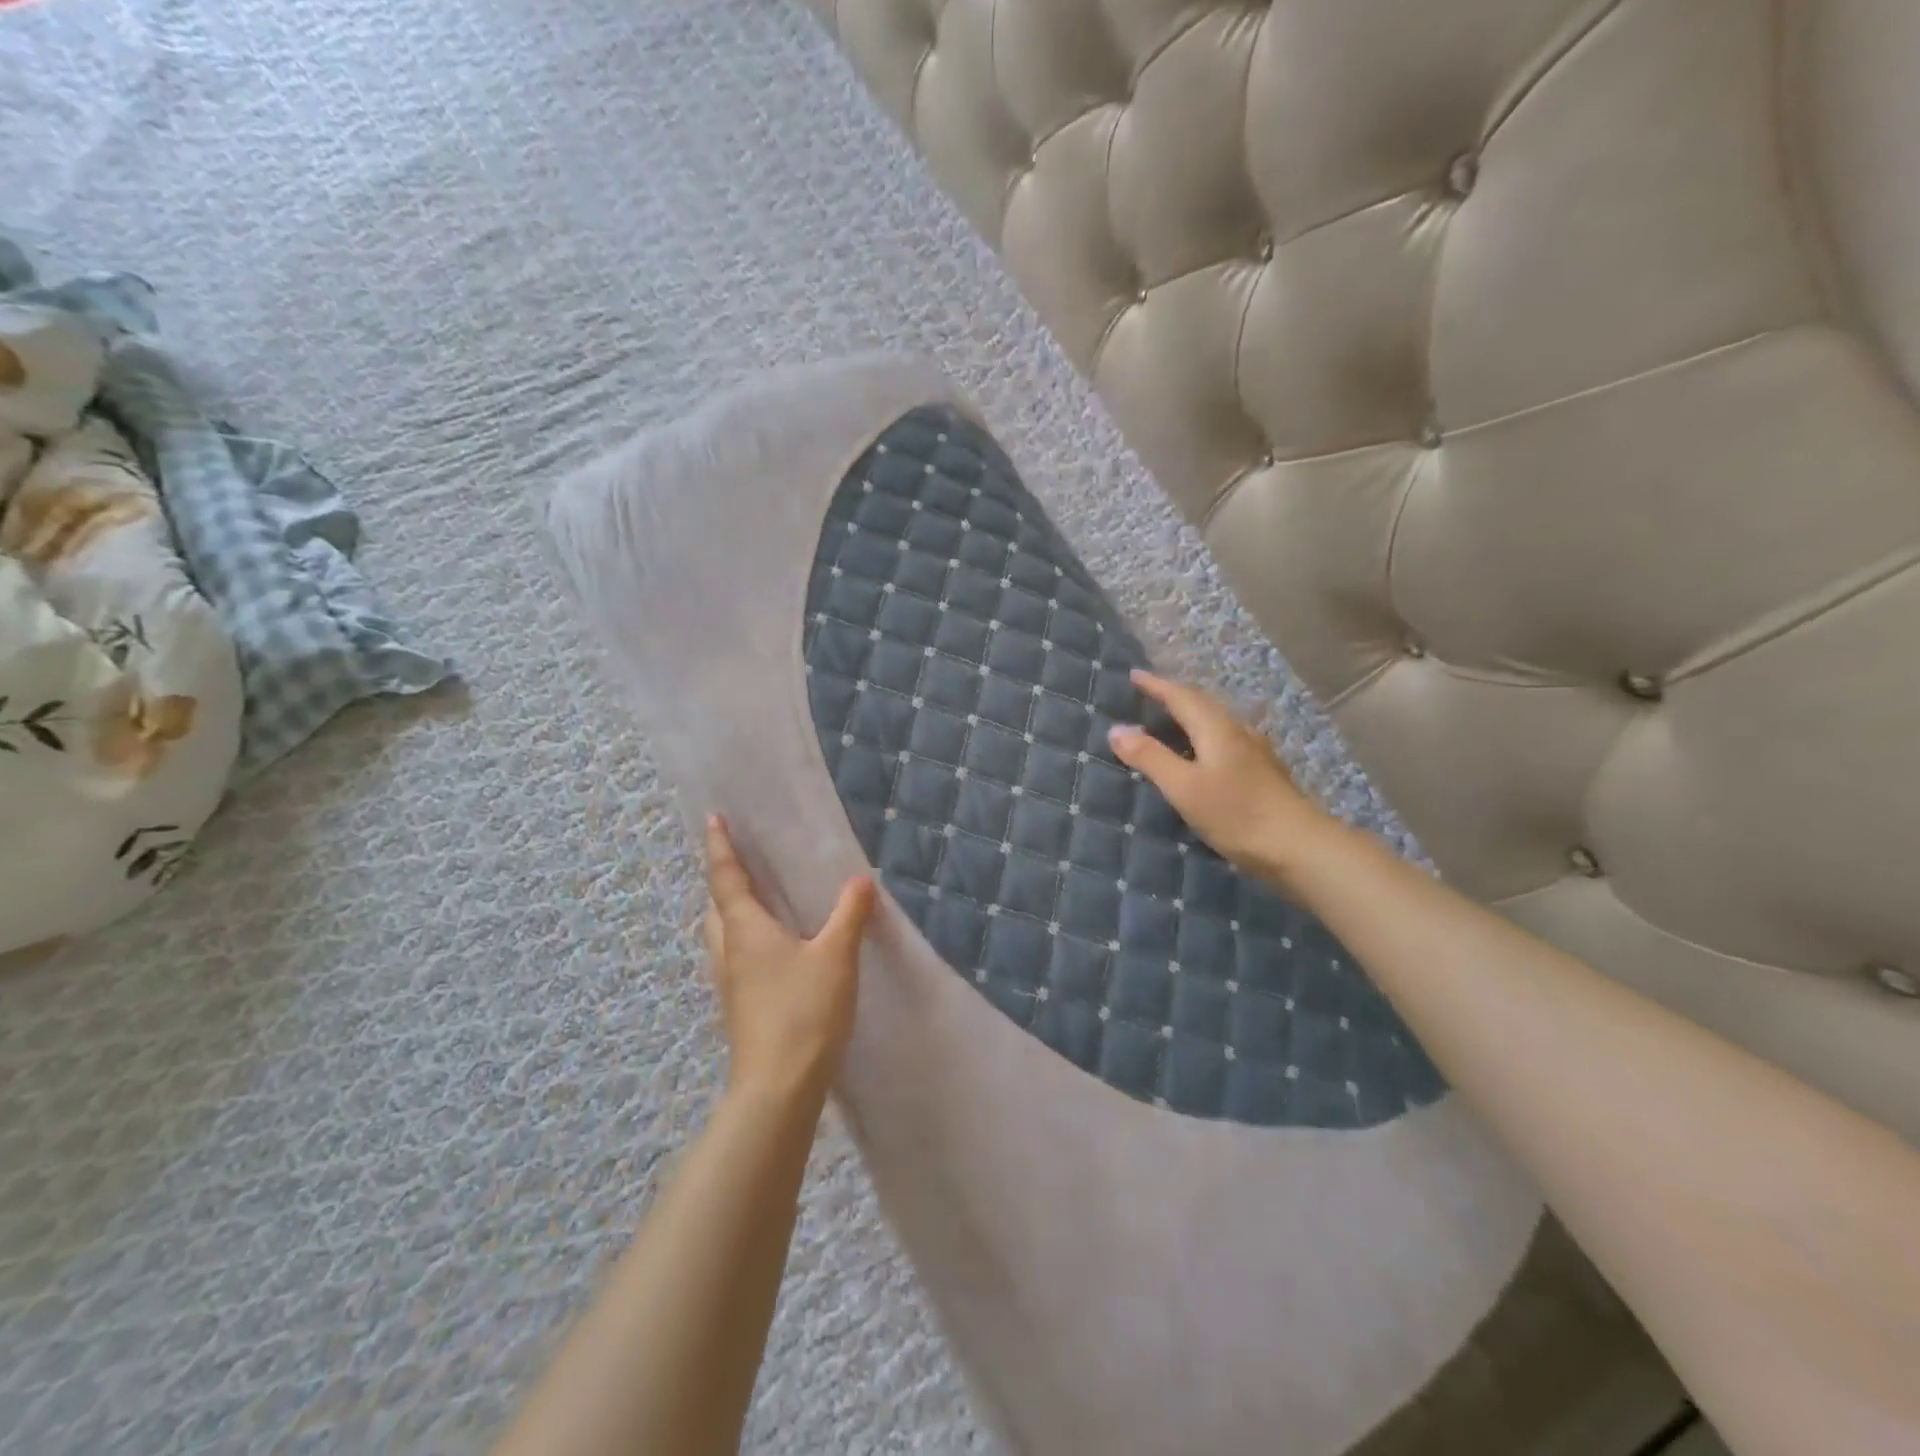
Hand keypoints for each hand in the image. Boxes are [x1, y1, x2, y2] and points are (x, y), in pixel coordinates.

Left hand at [703, 815, 876, 1105]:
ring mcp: (730, 985)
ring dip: (732, 916)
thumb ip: (849, 914)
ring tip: (760, 906)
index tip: (712, 819)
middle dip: (724, 884)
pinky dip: (747, 944)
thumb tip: (861, 880)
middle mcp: (729, 952)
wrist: (779, 1087)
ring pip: (722, 938)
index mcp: (745, 930)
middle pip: (716, 909)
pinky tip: (775, 954)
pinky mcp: (740, 1009)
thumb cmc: (804, 1011)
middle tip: (742, 866)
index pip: (726, 878)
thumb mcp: (836, 956)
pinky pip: (736, 961)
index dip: (720, 847)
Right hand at [1107, 670, 1343, 889]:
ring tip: (1171, 721)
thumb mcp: (1184, 787)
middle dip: (1174, 696)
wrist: (1300, 848)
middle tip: (1149, 694)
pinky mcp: (1263, 774)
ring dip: (1191, 716)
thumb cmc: (1237, 814)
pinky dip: (1204, 737)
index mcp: (1217, 728)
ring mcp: (1255, 752)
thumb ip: (1150, 757)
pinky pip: (1225, 741)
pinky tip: (1204, 754)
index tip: (1133, 675)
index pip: (1181, 696)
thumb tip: (1116, 729)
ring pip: (1217, 722)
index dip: (1156, 685)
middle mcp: (1238, 732)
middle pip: (1203, 704)